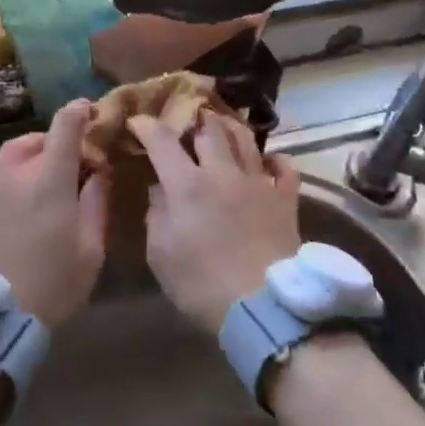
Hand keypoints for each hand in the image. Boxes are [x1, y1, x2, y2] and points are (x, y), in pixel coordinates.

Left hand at [0, 100, 107, 328]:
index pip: (66, 124)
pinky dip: (11, 173)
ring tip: (41, 186)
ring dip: (32, 159)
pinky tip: (17, 200)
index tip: (91, 112)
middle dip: (58, 146)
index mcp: (48, 177)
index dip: (80, 112)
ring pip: (15, 152)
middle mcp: (13, 167)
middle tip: (71, 171)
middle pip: (40, 137)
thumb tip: (98, 172)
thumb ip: (96, 202)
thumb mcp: (90, 251)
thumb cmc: (49, 284)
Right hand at [130, 113, 300, 334]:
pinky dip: (274, 158)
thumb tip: (159, 187)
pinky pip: (284, 167)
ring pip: (245, 139)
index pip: (163, 141)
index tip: (138, 122)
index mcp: (187, 185)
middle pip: (210, 130)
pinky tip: (267, 161)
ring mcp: (258, 183)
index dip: (148, 126)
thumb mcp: (161, 254)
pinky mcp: (285, 200)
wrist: (263, 306)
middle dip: (195, 118)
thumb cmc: (202, 285)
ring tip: (221, 125)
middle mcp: (223, 173)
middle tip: (187, 119)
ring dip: (230, 127)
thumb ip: (157, 214)